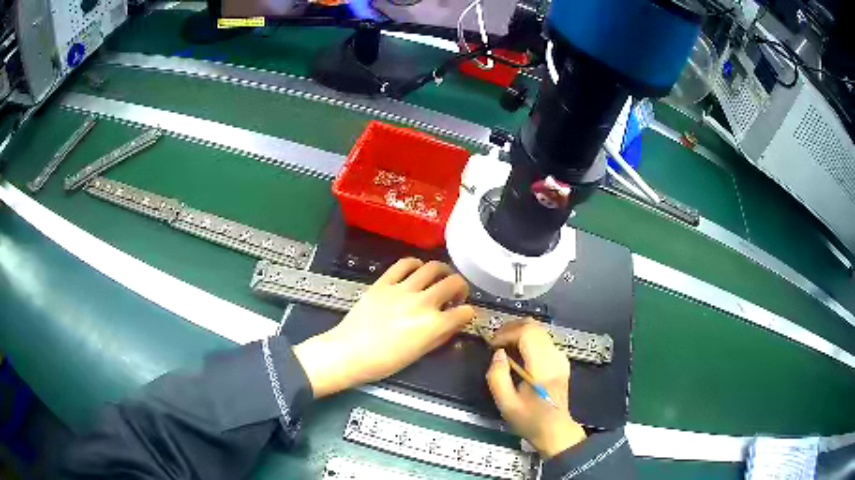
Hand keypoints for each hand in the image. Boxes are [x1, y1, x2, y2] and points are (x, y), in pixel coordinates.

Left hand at [293, 259, 474, 397]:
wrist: (349, 352)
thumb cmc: (384, 362)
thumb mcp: (419, 354)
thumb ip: (440, 336)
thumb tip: (452, 324)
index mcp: (433, 325)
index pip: (465, 312)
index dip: (468, 314)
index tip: (462, 315)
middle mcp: (422, 303)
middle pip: (454, 282)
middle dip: (461, 288)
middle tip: (455, 295)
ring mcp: (402, 289)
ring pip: (433, 267)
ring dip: (442, 271)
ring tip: (439, 279)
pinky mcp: (384, 282)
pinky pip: (404, 264)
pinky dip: (415, 264)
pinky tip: (416, 271)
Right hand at [486, 321, 586, 458]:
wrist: (555, 430)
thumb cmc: (530, 420)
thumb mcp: (506, 404)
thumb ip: (497, 377)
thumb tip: (498, 354)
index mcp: (543, 368)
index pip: (527, 333)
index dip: (507, 333)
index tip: (492, 345)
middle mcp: (555, 357)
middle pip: (534, 326)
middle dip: (511, 328)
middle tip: (494, 341)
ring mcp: (560, 357)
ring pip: (539, 330)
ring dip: (518, 332)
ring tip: (502, 346)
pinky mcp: (560, 360)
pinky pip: (542, 339)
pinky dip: (526, 339)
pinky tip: (516, 353)